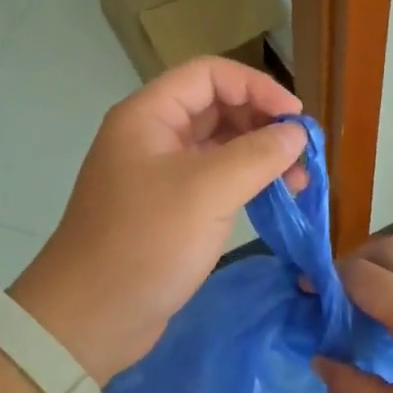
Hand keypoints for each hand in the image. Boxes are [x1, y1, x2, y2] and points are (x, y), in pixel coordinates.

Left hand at [10, 56, 306, 382]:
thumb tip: (297, 133)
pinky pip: (214, 179)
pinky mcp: (169, 208)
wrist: (91, 318)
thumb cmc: (146, 242)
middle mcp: (152, 135)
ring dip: (259, 155)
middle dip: (262, 122)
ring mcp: (159, 173)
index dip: (256, 86)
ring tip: (298, 180)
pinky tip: (274, 198)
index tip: (295, 116)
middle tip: (302, 152)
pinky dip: (246, 182)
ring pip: (218, 146)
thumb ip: (258, 154)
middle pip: (216, 107)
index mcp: (149, 115)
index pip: (209, 74)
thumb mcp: (208, 191)